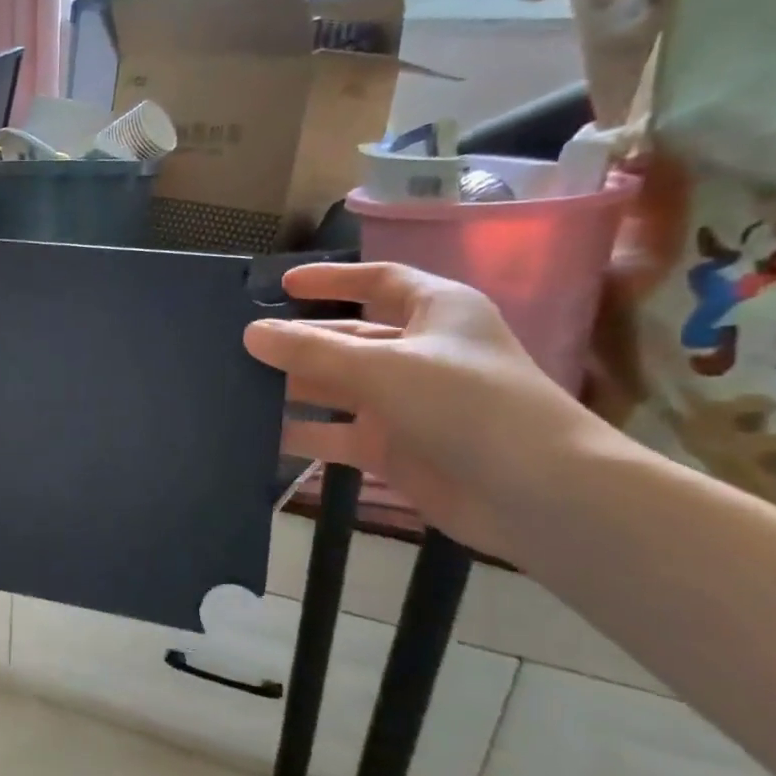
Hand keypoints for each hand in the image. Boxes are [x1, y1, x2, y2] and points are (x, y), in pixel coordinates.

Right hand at [244, 263, 601, 558]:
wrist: (538, 496)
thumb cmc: (467, 405)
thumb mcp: (382, 368)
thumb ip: (312, 350)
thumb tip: (251, 333)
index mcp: (435, 312)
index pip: (378, 280)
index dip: (332, 279)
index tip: (281, 285)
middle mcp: (420, 352)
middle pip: (348, 337)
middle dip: (299, 340)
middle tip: (240, 343)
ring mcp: (406, 404)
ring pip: (338, 388)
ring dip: (294, 388)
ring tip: (237, 386)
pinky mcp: (395, 449)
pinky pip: (338, 434)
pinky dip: (305, 434)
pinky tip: (260, 435)